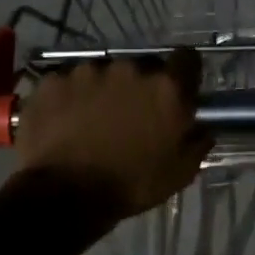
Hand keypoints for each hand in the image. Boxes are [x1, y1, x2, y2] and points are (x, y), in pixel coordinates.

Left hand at [13, 48, 209, 219]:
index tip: (177, 91)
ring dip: (104, 90)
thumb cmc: (131, 185)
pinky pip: (68, 83)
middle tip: (132, 116)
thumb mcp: (180, 173)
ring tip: (93, 121)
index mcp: (166, 88)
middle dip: (140, 87)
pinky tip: (64, 122)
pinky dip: (70, 97)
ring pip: (103, 73)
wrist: (64, 196)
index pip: (187, 59)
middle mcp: (129, 69)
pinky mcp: (53, 81)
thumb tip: (202, 128)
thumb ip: (197, 143)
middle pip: (142, 67)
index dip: (183, 74)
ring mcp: (87, 71)